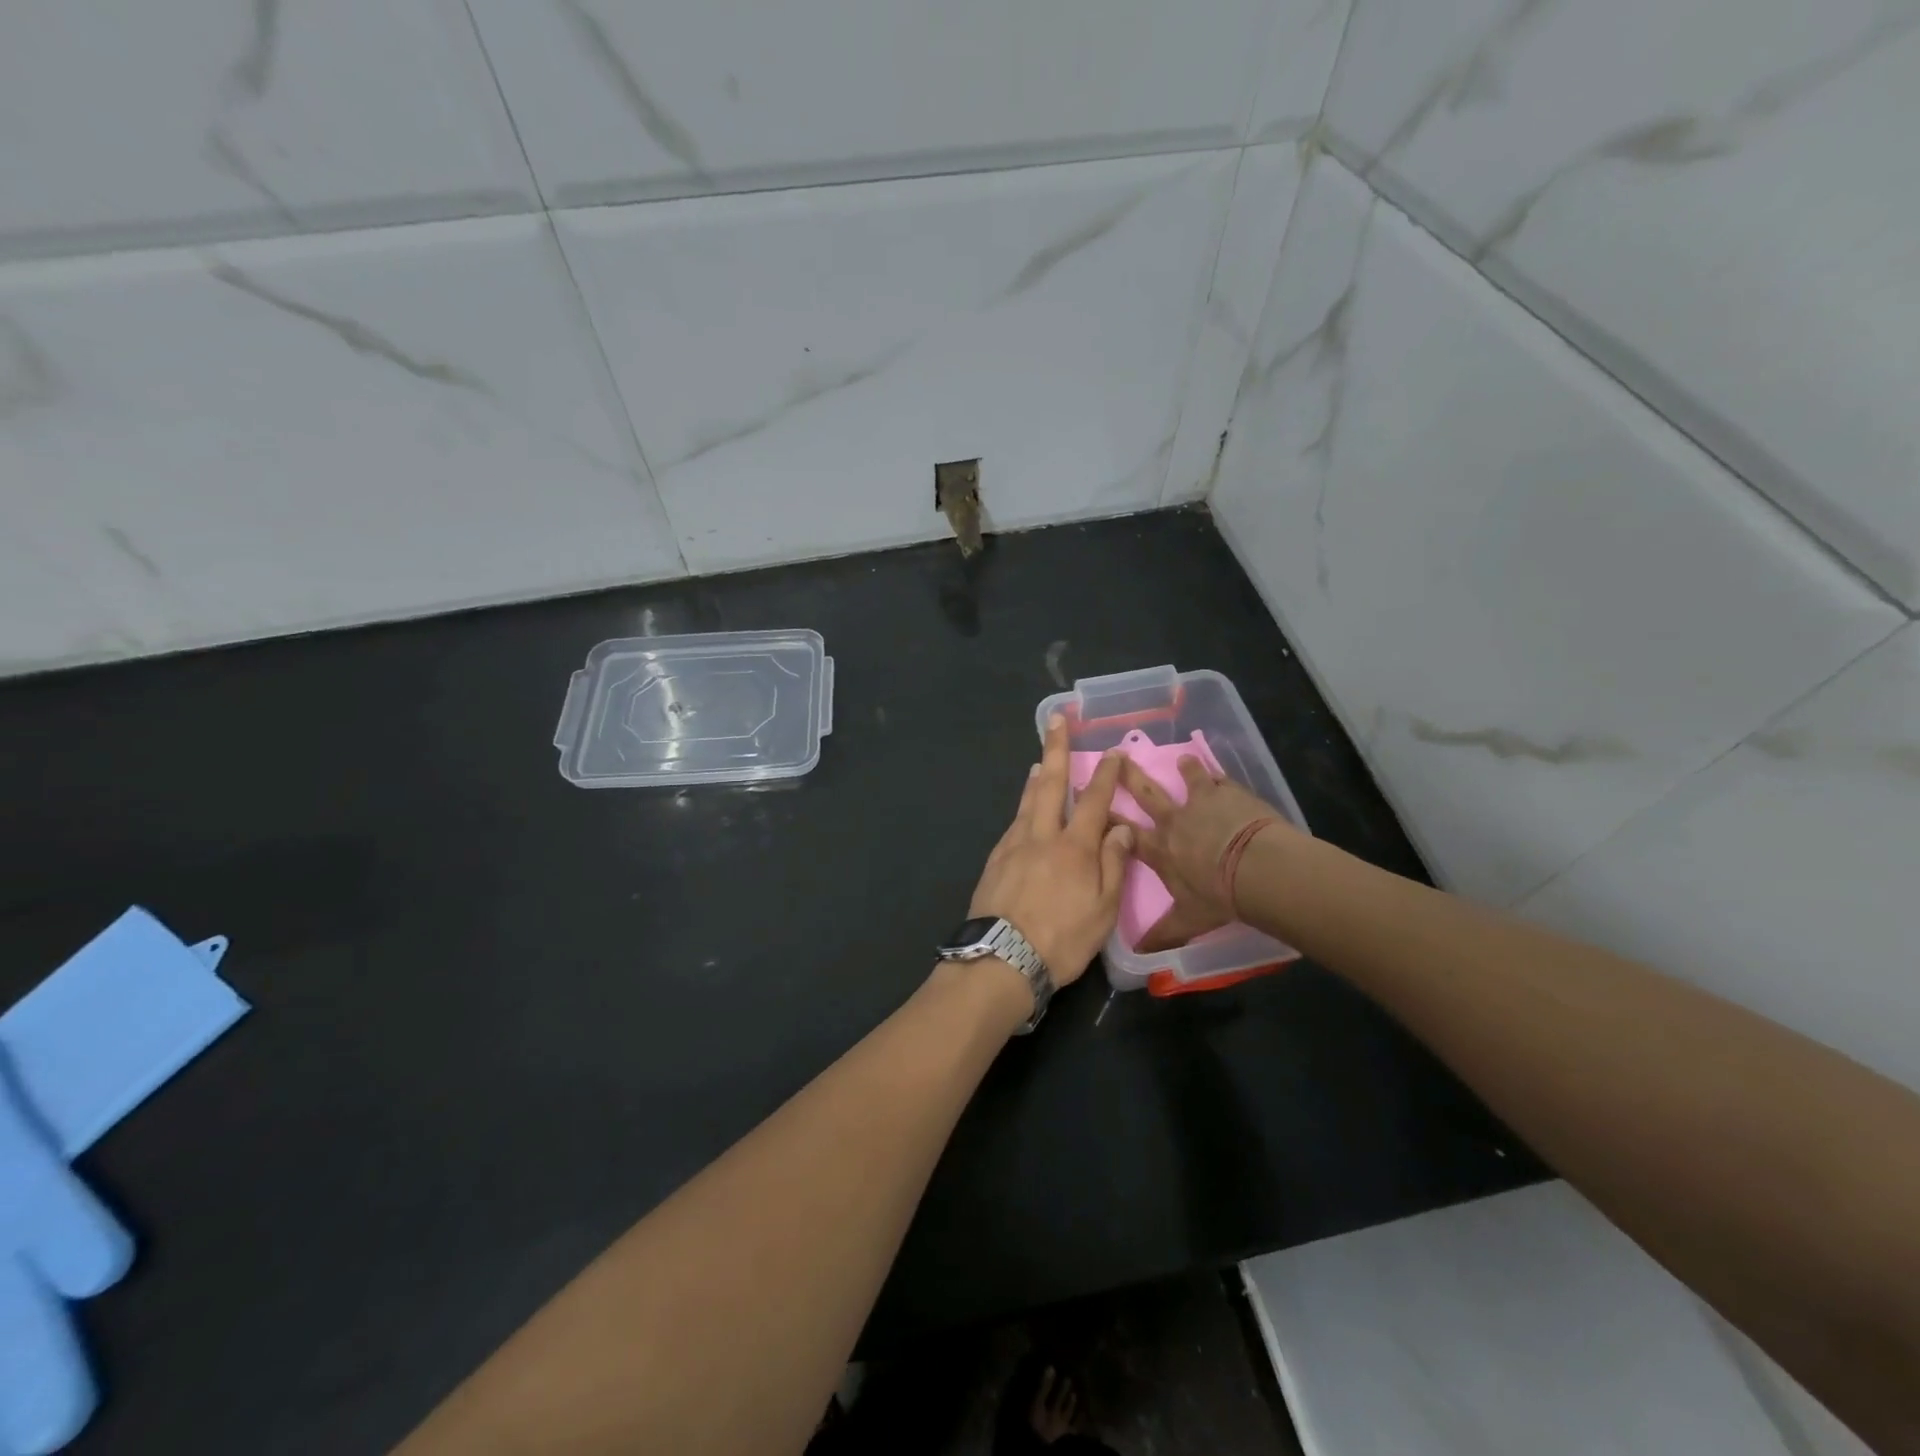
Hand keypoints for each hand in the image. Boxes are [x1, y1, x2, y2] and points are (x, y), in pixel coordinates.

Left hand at [968, 715, 1131, 985]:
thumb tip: (1120, 827)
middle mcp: (1042, 836)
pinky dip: (1022, 809)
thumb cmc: (1061, 939)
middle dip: (1055, 748)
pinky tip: (1024, 813)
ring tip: (1038, 761)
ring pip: (1027, 802)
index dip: (1105, 773)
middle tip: (1054, 720)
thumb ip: (1114, 865)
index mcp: (1075, 847)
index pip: (1094, 800)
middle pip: (1049, 783)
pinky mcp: (995, 860)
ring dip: (1035, 778)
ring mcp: (1013, 845)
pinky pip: (1013, 824)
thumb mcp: (1103, 910)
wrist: (1001, 959)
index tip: (1112, 751)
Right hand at [1119, 755, 1296, 952]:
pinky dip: (1219, 777)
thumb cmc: (1219, 896)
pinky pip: (1221, 780)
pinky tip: (1221, 773)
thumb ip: (1164, 934)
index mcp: (1160, 850)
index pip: (1123, 832)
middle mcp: (1175, 821)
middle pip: (1146, 794)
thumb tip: (1138, 956)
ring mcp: (1202, 802)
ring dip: (1185, 770)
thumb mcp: (1189, 920)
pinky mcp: (1230, 793)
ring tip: (1183, 759)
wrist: (1259, 868)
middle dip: (1128, 776)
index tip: (1085, 797)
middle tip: (1116, 756)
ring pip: (1188, 779)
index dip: (1105, 817)